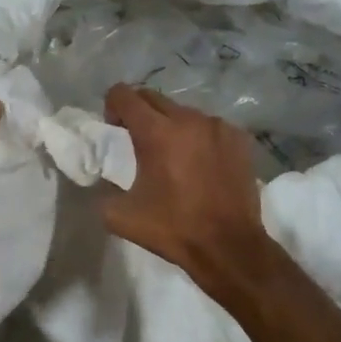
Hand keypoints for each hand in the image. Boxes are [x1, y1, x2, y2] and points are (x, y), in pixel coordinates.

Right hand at [99, 84, 268, 278]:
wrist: (229, 246)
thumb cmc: (174, 229)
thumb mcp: (120, 216)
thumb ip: (103, 190)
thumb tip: (101, 180)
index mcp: (156, 132)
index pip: (124, 94)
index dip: (112, 106)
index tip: (114, 128)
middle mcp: (188, 119)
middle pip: (153, 98)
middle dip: (139, 113)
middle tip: (138, 141)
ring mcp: (217, 126)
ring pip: (183, 111)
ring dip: (171, 125)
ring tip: (173, 154)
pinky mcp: (239, 138)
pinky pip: (209, 126)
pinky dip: (198, 137)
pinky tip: (201, 163)